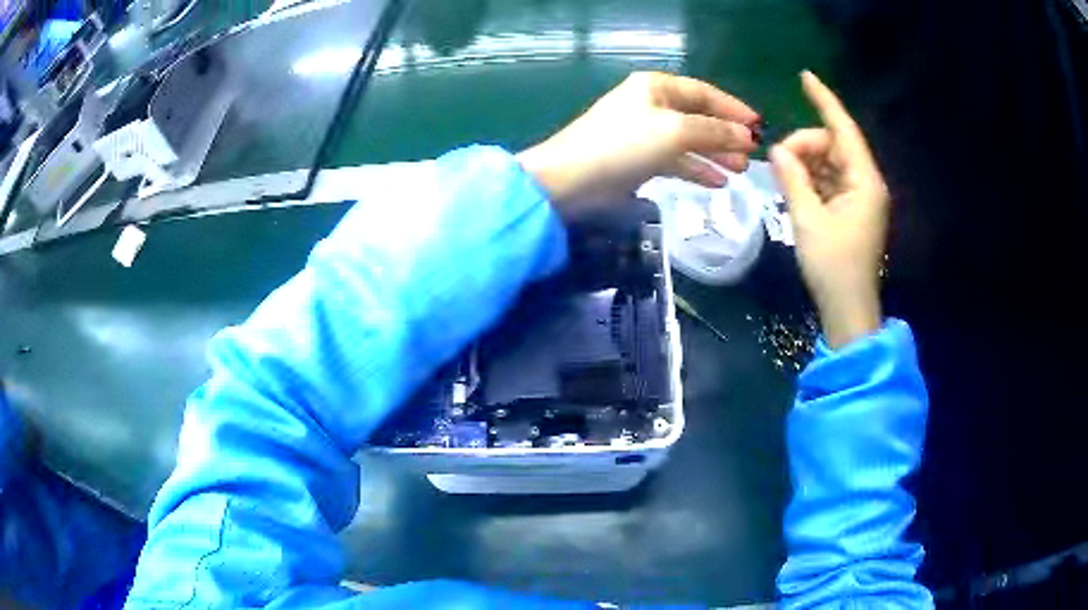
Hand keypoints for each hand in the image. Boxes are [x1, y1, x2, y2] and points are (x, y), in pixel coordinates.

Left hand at [518, 72, 759, 214]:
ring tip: (740, 171)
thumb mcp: (675, 131)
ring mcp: (644, 133)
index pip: (704, 93)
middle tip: (752, 155)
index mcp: (656, 87)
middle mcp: (651, 105)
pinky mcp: (639, 160)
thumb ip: (714, 131)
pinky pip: (676, 161)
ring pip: (689, 141)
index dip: (733, 108)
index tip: (759, 125)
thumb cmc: (624, 145)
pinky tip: (717, 183)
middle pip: (699, 117)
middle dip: (727, 135)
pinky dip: (696, 170)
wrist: (572, 180)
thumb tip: (747, 136)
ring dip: (715, 155)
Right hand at [770, 71, 889, 348]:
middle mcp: (866, 183)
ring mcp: (860, 198)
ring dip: (806, 165)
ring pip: (830, 164)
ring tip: (782, 178)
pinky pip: (830, 182)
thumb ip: (793, 179)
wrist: (848, 309)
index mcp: (864, 181)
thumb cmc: (833, 267)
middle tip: (777, 162)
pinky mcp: (852, 211)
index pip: (844, 130)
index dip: (824, 102)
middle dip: (805, 146)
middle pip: (833, 146)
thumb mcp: (808, 220)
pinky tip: (794, 188)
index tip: (805, 77)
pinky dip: (811, 181)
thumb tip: (777, 150)